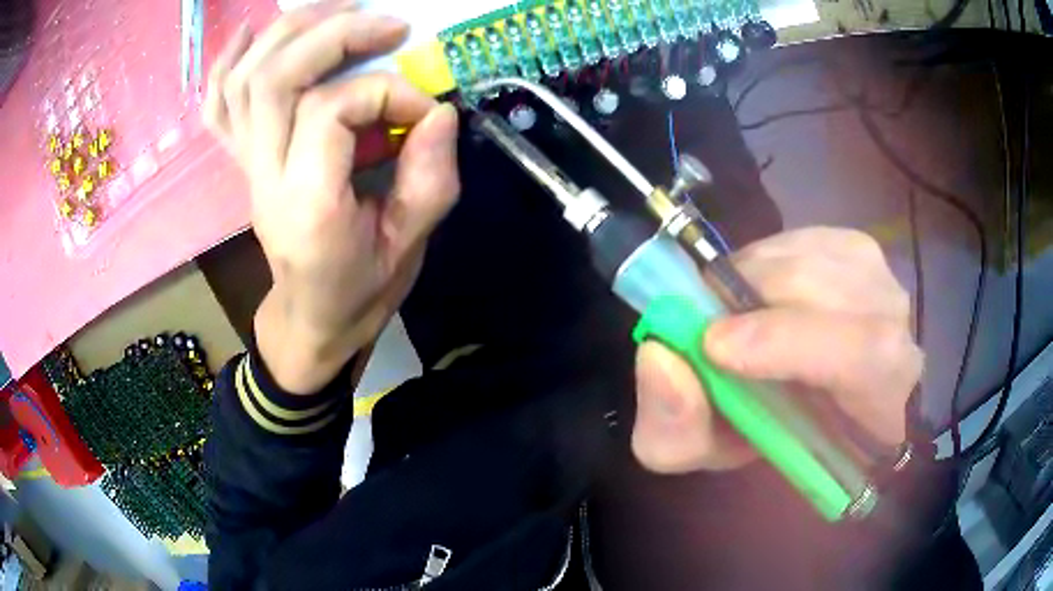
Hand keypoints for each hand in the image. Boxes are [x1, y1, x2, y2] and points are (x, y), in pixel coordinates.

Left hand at [203, 3, 458, 393]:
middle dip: (335, 36)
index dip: (386, 92)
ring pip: (246, 80)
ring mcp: (247, 165)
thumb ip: (430, 179)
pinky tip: (250, 32)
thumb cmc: (361, 289)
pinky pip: (219, 104)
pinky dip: (227, 62)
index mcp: (306, 204)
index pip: (330, 112)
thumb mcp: (411, 247)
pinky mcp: (244, 160)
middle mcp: (265, 176)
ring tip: (339, 12)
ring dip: (290, 32)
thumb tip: (437, 111)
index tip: (425, 107)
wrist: (312, 316)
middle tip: (388, 26)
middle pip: (276, 79)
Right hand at [632, 227, 922, 472]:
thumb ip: (677, 428)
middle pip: (835, 292)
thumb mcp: (710, 453)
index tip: (715, 347)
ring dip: (757, 277)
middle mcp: (898, 334)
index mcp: (878, 403)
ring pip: (818, 258)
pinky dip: (769, 257)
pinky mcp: (862, 251)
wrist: (809, 403)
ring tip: (732, 307)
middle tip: (707, 319)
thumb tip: (661, 356)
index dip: (789, 342)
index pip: (865, 356)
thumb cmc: (770, 436)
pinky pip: (809, 237)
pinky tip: (761, 287)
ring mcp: (885, 284)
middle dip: (755, 297)